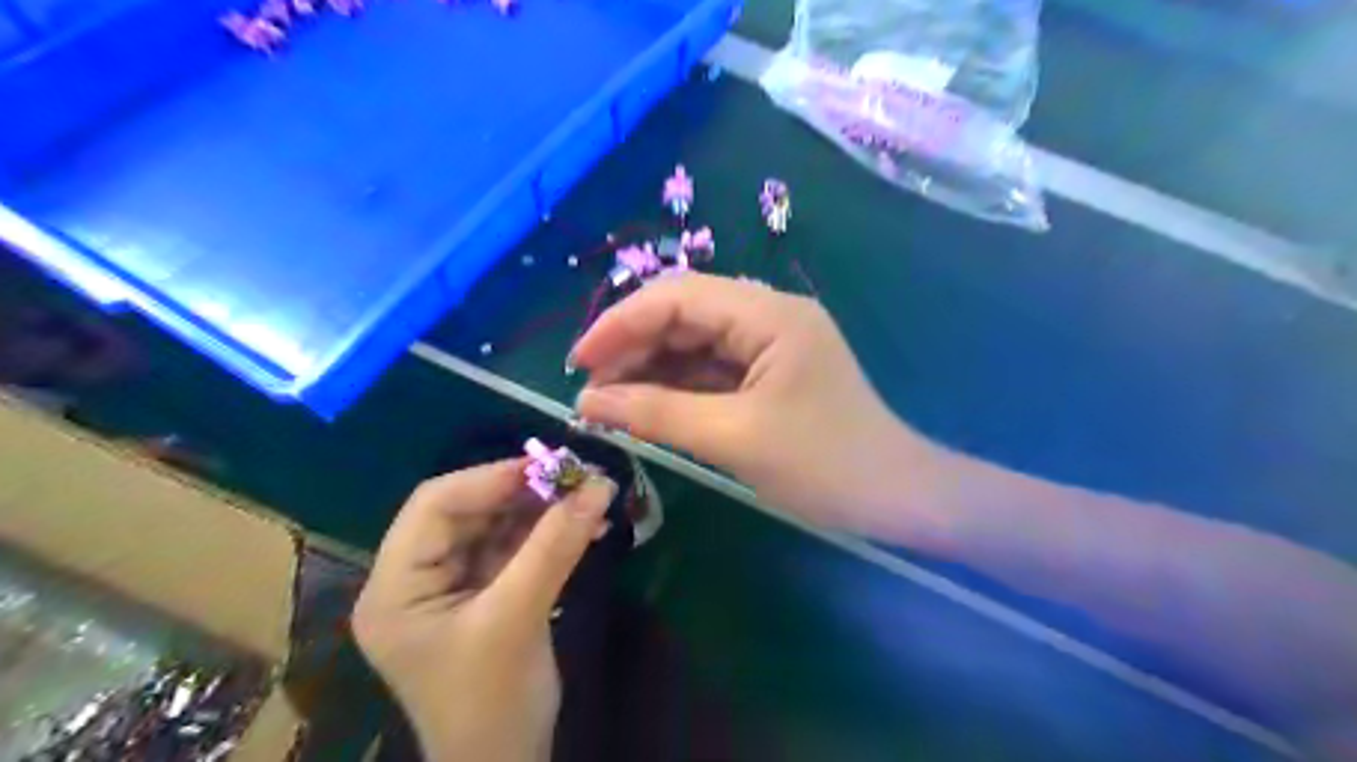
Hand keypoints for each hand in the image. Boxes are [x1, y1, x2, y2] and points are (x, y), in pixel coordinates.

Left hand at [355, 457, 618, 761]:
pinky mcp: (487, 592)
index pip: (434, 506)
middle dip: (524, 492)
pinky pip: (517, 547)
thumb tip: (599, 484)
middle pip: (469, 511)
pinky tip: (587, 525)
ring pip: (497, 524)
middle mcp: (416, 577)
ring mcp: (453, 584)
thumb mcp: (518, 619)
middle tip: (577, 477)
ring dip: (544, 510)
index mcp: (395, 587)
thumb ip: (554, 547)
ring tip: (591, 496)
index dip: (491, 478)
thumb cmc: (492, 703)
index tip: (549, 466)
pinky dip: (551, 533)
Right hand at [570, 273, 940, 540]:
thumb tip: (587, 402)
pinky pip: (711, 370)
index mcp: (768, 315)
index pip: (677, 296)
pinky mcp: (769, 373)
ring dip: (650, 368)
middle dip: (632, 346)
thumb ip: (656, 414)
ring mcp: (770, 344)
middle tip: (590, 389)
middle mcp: (768, 316)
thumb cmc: (823, 466)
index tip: (578, 362)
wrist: (896, 498)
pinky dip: (676, 387)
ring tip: (607, 402)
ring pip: (694, 343)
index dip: (620, 323)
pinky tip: (645, 407)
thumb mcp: (733, 437)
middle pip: (683, 314)